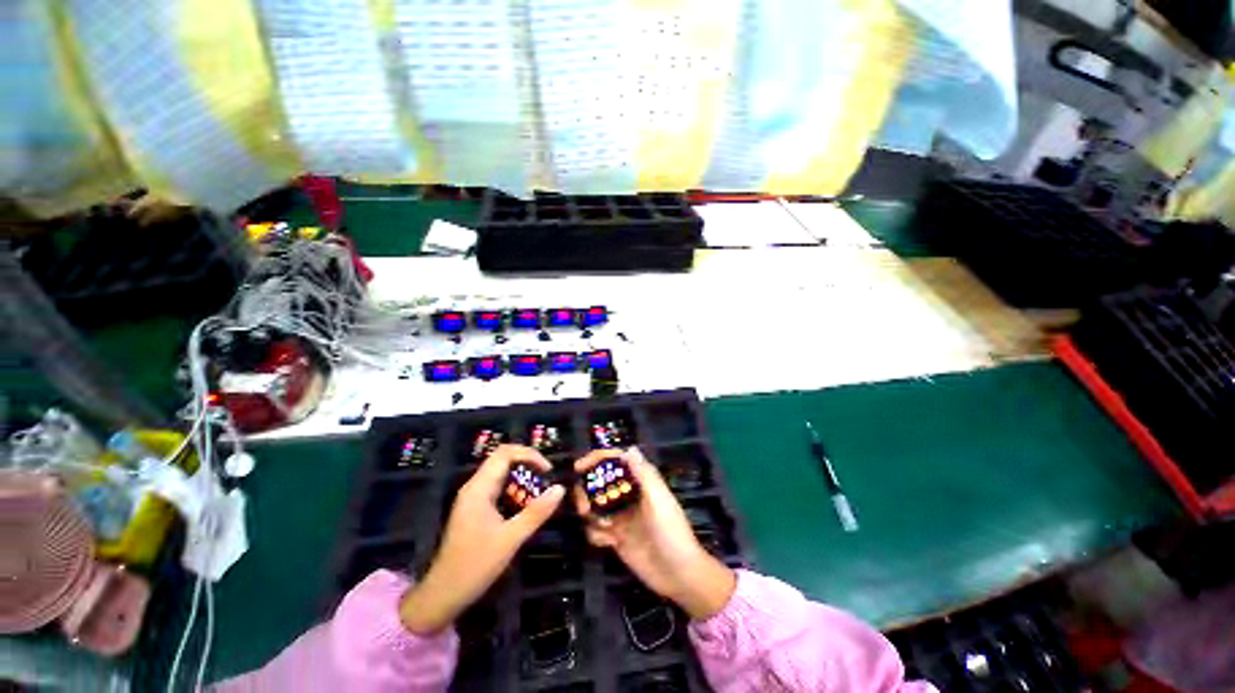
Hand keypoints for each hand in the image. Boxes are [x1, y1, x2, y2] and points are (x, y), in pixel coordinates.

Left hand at [401, 445, 564, 634]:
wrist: (442, 595)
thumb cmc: (475, 566)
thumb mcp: (511, 539)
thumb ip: (536, 512)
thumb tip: (560, 488)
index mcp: (479, 488)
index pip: (505, 453)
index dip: (529, 454)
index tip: (548, 470)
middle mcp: (474, 486)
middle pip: (503, 459)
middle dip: (528, 463)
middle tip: (547, 478)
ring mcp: (473, 498)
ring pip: (501, 473)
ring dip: (522, 476)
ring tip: (541, 489)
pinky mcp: (475, 509)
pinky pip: (498, 487)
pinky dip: (514, 488)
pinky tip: (526, 503)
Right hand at [574, 447, 735, 619]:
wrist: (678, 575)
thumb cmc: (671, 532)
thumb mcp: (659, 500)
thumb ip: (644, 474)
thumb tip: (629, 448)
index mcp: (641, 482)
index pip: (617, 461)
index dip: (598, 458)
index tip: (579, 467)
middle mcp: (629, 495)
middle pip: (600, 482)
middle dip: (588, 490)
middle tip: (583, 505)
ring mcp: (621, 517)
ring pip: (595, 506)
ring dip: (589, 513)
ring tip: (596, 524)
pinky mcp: (616, 538)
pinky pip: (596, 530)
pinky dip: (596, 534)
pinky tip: (607, 543)